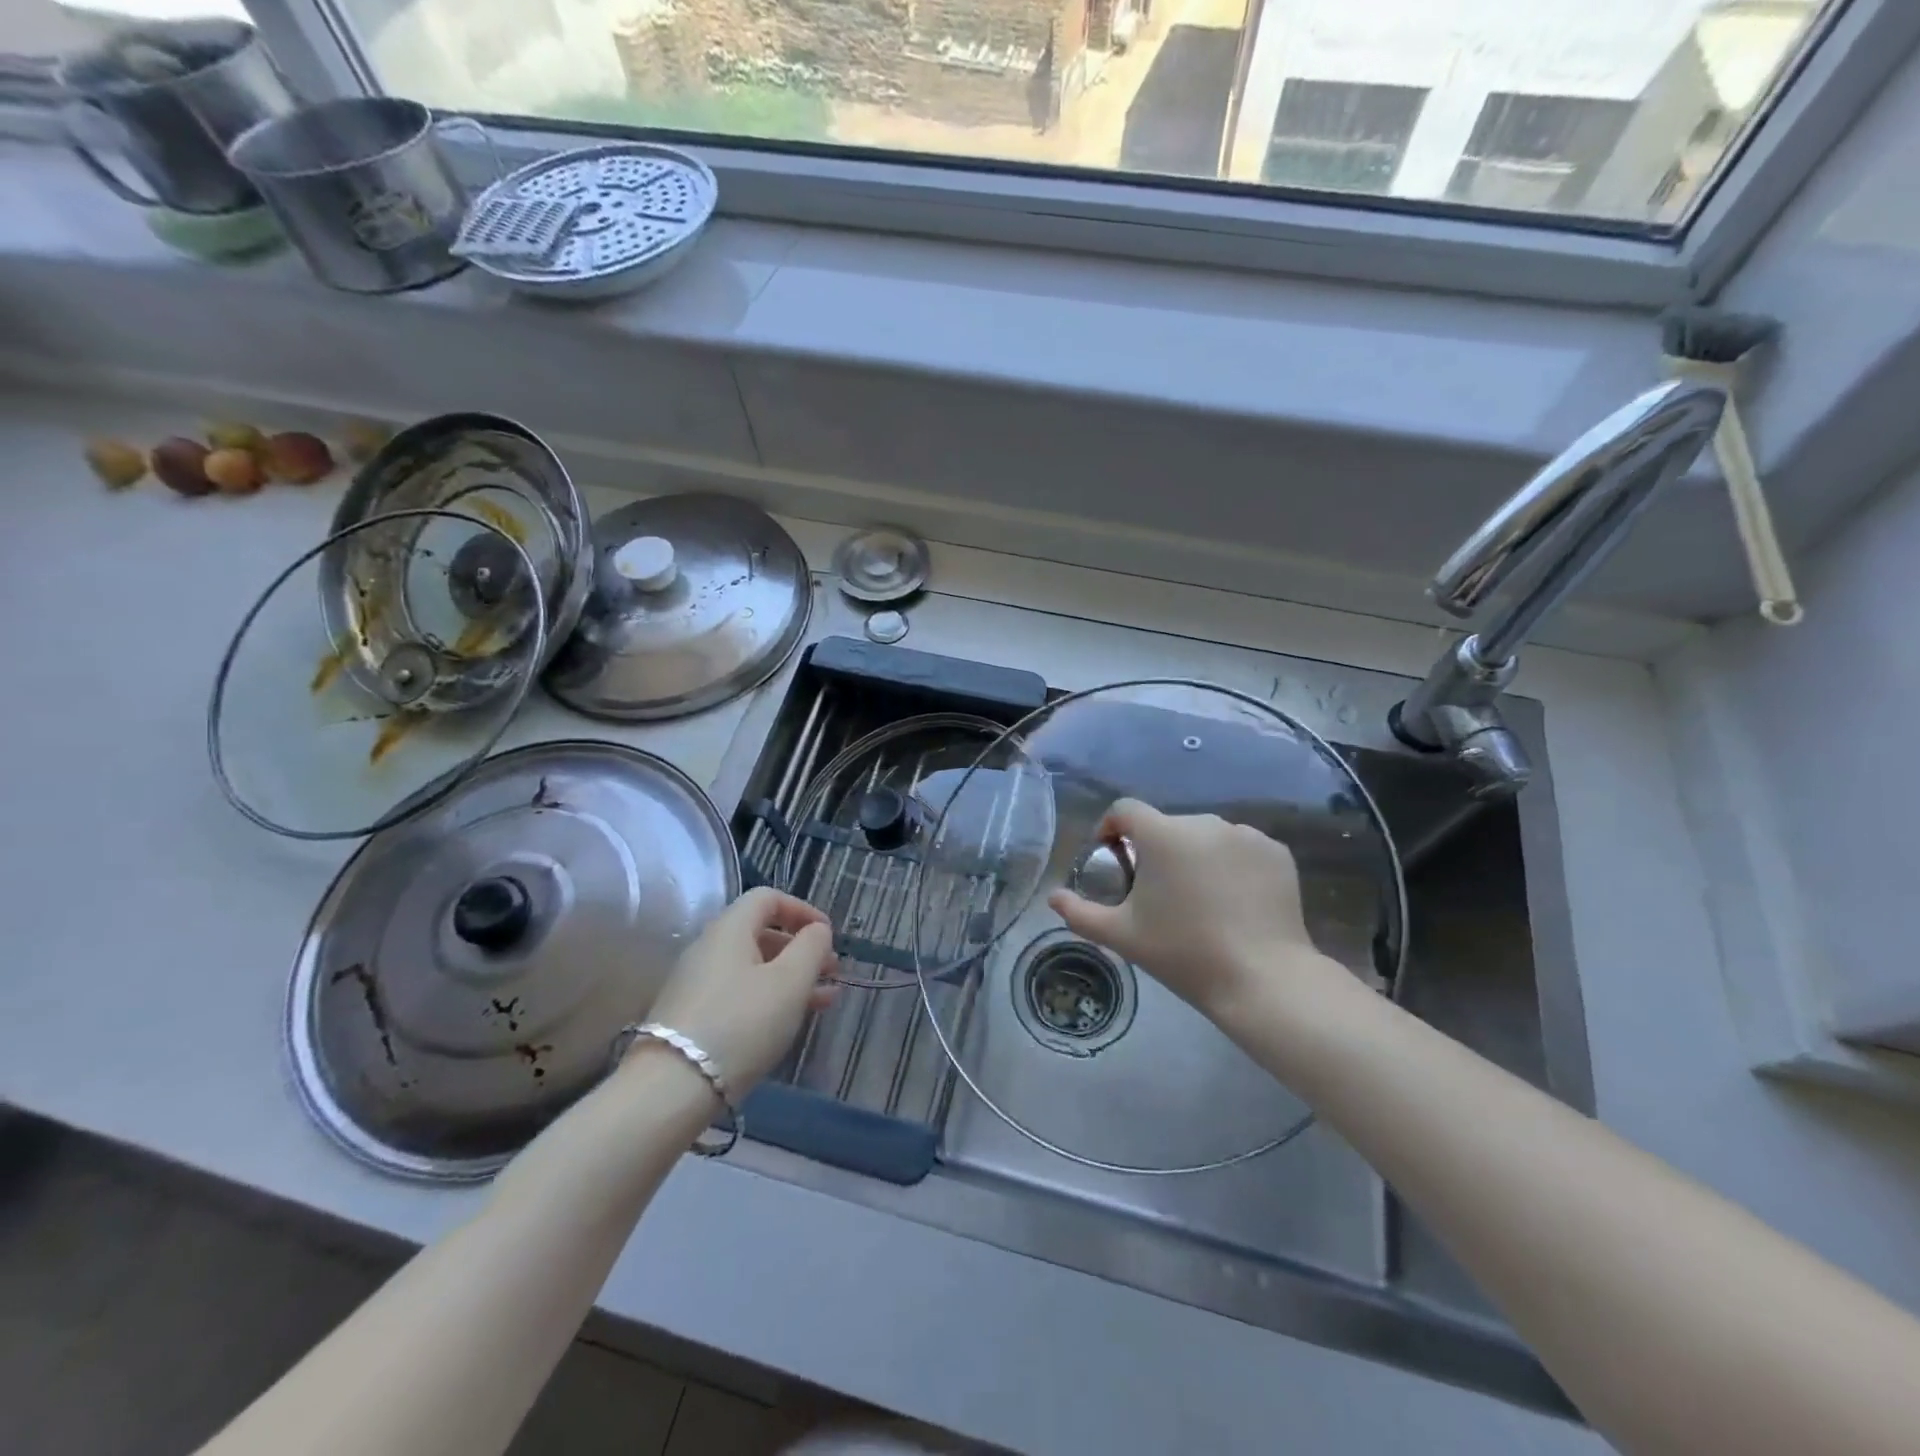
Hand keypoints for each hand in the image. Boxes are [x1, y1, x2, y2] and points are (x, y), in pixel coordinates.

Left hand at [639, 888, 837, 1093]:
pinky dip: (769, 998)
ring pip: (753, 967)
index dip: (803, 910)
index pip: (768, 898)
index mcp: (730, 928)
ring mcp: (696, 983)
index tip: (828, 935)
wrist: (671, 1088)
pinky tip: (790, 1021)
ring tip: (824, 1000)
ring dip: (791, 977)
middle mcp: (709, 948)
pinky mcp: (691, 1016)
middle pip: (760, 933)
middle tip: (831, 971)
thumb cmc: (741, 1023)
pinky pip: (739, 993)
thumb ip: (811, 948)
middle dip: (801, 949)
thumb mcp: (790, 982)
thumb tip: (817, 930)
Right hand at [1048, 799, 1348, 1029]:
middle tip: (1156, 891)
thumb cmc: (1184, 954)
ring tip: (1198, 897)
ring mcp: (1245, 835)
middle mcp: (1204, 822)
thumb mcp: (1122, 936)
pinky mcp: (1276, 852)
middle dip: (1155, 849)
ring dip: (1194, 855)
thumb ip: (1080, 913)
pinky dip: (1231, 864)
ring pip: (1206, 836)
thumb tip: (1053, 898)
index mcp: (1163, 835)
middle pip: (1167, 825)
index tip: (1113, 857)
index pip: (1125, 809)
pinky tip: (1233, 899)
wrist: (1262, 979)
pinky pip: (1241, 848)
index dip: (1111, 827)